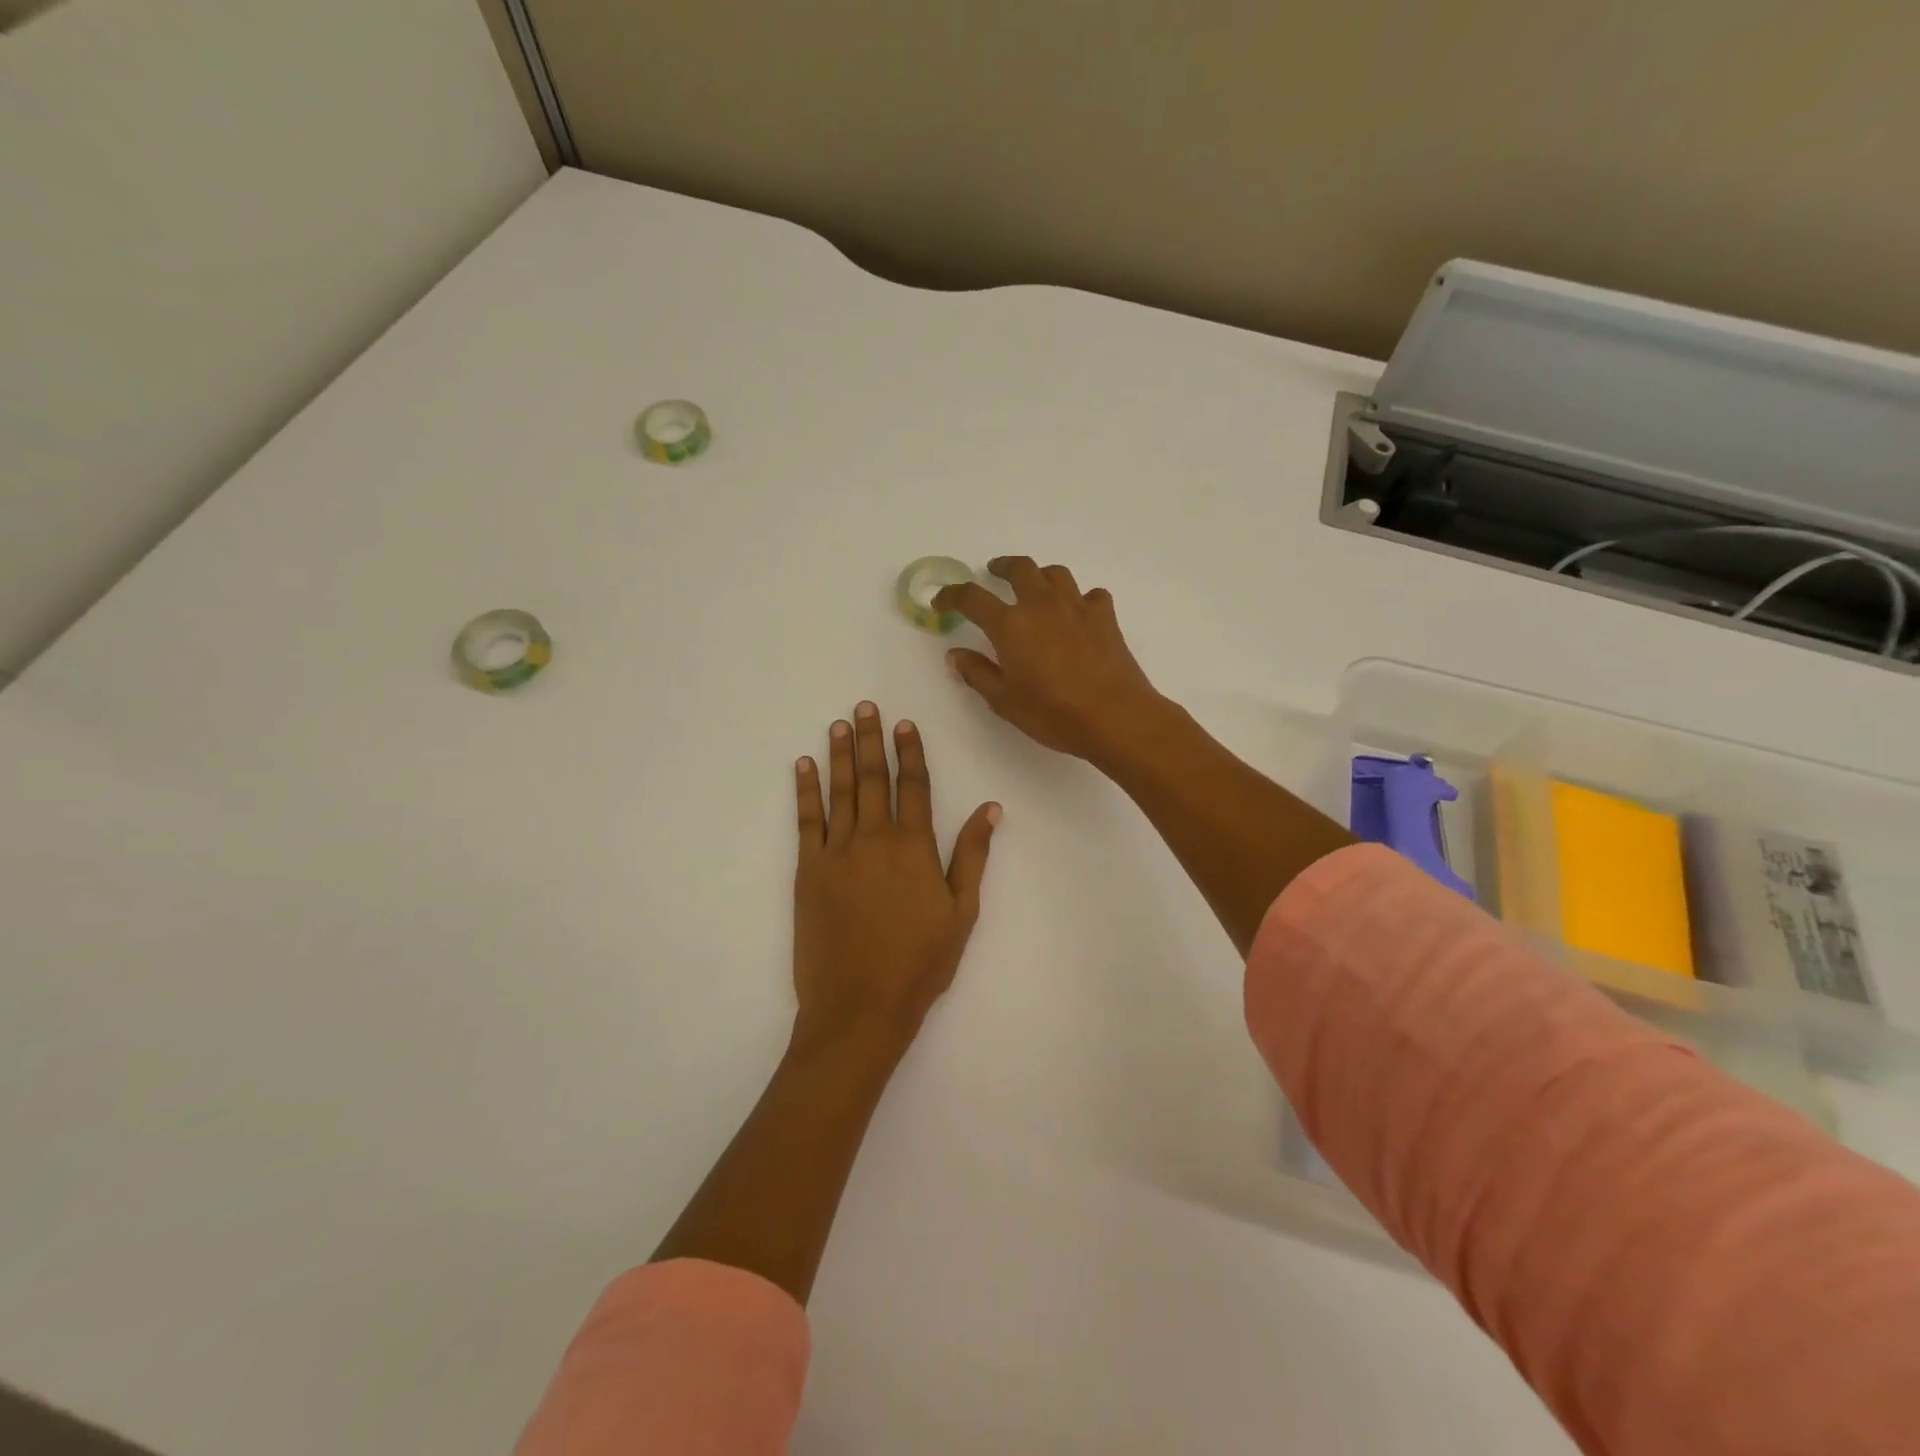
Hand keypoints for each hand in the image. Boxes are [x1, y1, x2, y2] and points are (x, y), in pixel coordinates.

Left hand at [791, 702, 998, 1057]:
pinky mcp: (808, 871)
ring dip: (839, 755)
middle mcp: (874, 839)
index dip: (909, 752)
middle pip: (873, 779)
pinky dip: (805, 790)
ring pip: (840, 791)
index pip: (913, 786)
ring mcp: (836, 852)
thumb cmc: (920, 963)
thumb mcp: (961, 912)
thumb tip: (989, 808)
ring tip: (838, 724)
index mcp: (914, 847)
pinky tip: (803, 766)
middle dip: (869, 740)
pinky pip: (807, 820)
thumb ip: (972, 855)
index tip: (903, 724)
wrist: (860, 1005)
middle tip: (864, 707)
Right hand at [933, 557, 1164, 762]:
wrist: (1114, 716)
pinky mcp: (1105, 617)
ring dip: (1040, 575)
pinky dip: (1080, 599)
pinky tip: (1078, 614)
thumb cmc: (1052, 713)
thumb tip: (955, 654)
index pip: (972, 598)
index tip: (942, 601)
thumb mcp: (1004, 700)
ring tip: (1035, 587)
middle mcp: (1042, 605)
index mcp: (1010, 624)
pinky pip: (1091, 595)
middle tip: (993, 572)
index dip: (952, 595)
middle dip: (1002, 567)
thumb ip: (977, 673)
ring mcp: (1077, 607)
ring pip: (1056, 574)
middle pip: (1020, 569)